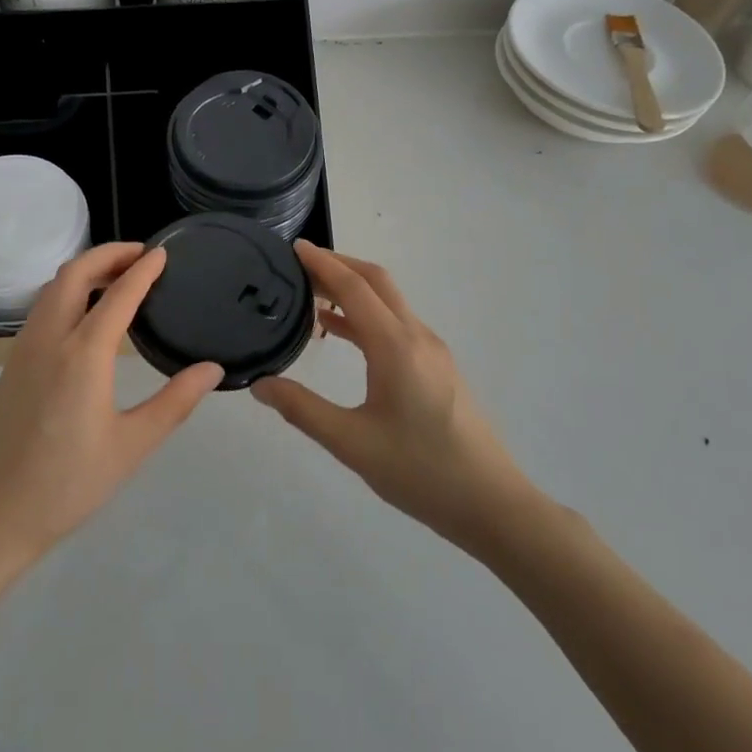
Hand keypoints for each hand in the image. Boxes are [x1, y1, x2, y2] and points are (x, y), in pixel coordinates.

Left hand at [0, 243, 223, 567]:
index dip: (142, 270)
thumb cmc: (67, 486)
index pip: (117, 295)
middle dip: (107, 255)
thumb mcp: (131, 446)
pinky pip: (40, 310)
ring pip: (51, 289)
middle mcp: (48, 339)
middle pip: (73, 274)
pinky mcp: (10, 366)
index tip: (163, 253)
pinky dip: (66, 292)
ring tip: (116, 277)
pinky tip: (84, 314)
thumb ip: (174, 402)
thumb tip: (212, 369)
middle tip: (140, 256)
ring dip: (83, 271)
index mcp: (82, 354)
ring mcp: (23, 350)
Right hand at [251, 242, 531, 555]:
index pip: (354, 288)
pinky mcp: (437, 367)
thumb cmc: (420, 472)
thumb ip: (302, 409)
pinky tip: (342, 332)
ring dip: (353, 289)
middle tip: (300, 265)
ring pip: (389, 302)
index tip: (294, 247)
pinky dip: (366, 315)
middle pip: (377, 282)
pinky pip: (396, 324)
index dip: (322, 263)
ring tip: (312, 293)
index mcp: (396, 346)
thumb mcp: (351, 443)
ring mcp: (432, 351)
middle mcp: (417, 337)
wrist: (491, 504)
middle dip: (339, 265)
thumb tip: (260, 384)